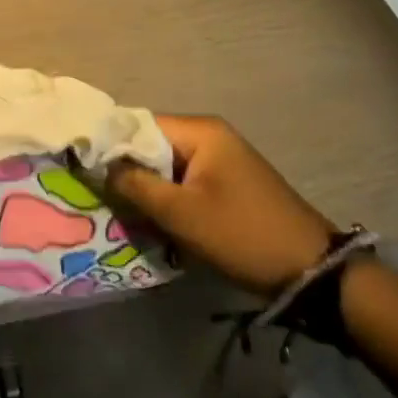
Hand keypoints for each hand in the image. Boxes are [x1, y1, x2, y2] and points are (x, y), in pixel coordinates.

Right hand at [106, 114, 335, 296]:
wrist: (312, 272)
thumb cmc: (242, 234)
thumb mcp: (181, 213)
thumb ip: (135, 185)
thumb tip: (99, 165)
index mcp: (200, 131)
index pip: (139, 124)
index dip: (110, 145)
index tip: (85, 169)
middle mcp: (209, 135)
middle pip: (151, 144)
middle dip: (127, 170)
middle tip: (101, 196)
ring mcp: (221, 159)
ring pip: (166, 166)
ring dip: (147, 188)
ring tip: (123, 212)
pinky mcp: (227, 183)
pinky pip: (184, 181)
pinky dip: (167, 198)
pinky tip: (154, 220)